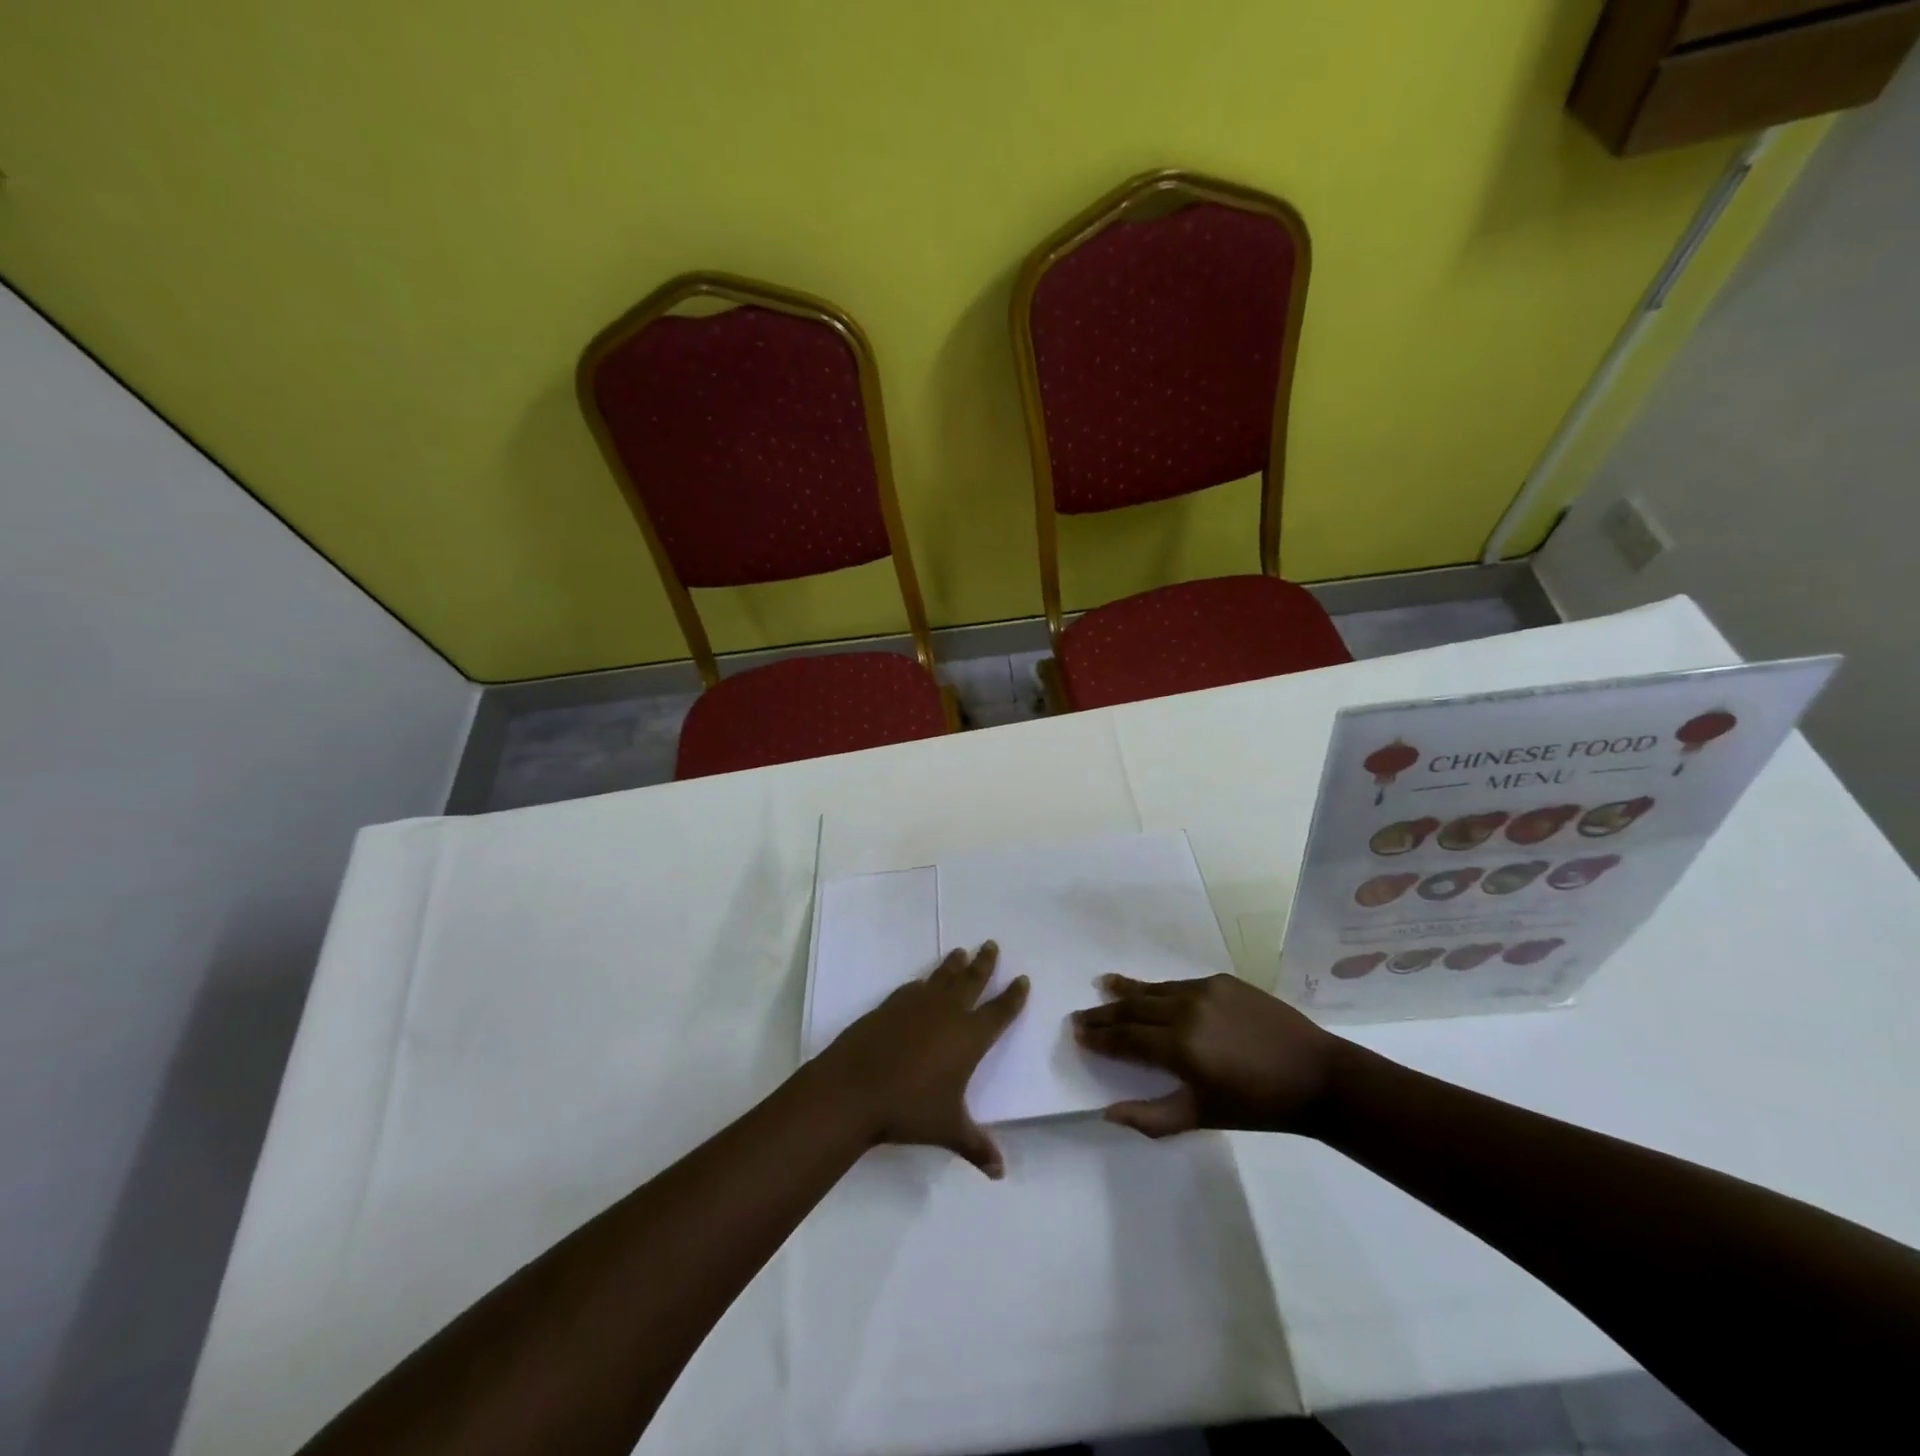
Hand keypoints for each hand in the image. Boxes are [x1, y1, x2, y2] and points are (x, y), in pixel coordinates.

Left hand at [817, 942, 1028, 1177]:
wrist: (854, 1088)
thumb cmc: (910, 1108)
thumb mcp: (948, 1129)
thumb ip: (976, 1146)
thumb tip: (1000, 1172)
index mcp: (969, 1037)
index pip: (999, 1012)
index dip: (1013, 996)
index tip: (1022, 979)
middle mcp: (947, 1013)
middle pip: (972, 980)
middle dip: (985, 963)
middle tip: (991, 944)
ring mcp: (917, 1005)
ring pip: (942, 977)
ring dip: (954, 964)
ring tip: (961, 952)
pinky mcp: (890, 1005)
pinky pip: (913, 988)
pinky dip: (923, 982)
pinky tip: (922, 982)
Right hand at [1071, 973, 1341, 1137]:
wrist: (1315, 1074)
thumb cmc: (1257, 1105)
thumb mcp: (1202, 1117)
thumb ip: (1152, 1117)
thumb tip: (1109, 1113)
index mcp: (1180, 1047)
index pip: (1125, 1039)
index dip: (1099, 1038)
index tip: (1077, 1034)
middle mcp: (1185, 1010)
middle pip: (1132, 1009)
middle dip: (1104, 1014)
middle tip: (1080, 1016)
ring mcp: (1204, 990)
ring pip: (1154, 990)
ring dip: (1126, 991)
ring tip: (1104, 986)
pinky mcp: (1222, 981)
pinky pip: (1179, 984)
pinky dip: (1159, 989)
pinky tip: (1151, 991)